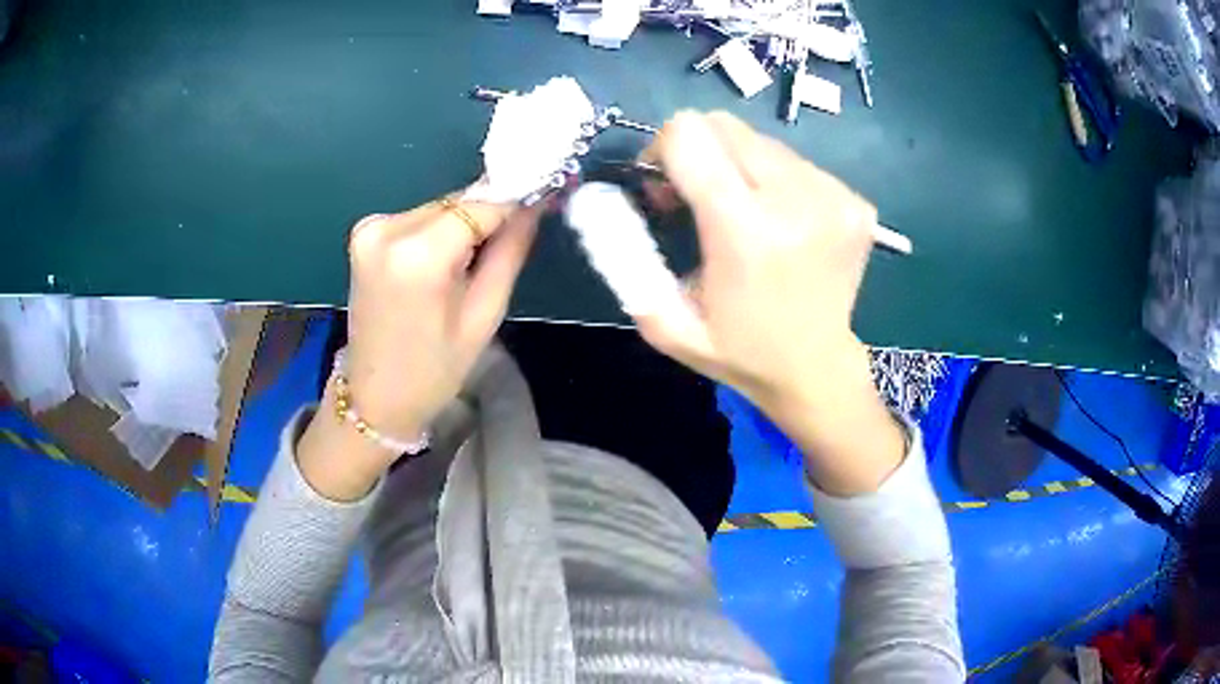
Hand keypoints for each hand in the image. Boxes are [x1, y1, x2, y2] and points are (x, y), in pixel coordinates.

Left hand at [298, 189, 539, 499]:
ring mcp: (370, 229)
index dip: (516, 198)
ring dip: (464, 222)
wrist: (375, 397)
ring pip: (439, 207)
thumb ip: (510, 250)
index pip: (481, 204)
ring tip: (476, 259)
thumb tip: (535, 204)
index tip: (546, 195)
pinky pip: (418, 218)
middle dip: (490, 212)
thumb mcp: (484, 314)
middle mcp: (387, 228)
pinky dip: (439, 230)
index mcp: (418, 254)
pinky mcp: (364, 234)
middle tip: (518, 230)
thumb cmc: (435, 370)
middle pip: (458, 202)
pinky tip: (446, 261)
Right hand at [636, 111, 903, 494]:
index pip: (690, 135)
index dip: (663, 149)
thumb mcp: (665, 323)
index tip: (664, 184)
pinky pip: (796, 162)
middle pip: (725, 126)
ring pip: (761, 141)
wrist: (816, 370)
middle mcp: (797, 202)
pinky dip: (776, 182)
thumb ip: (626, 260)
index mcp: (745, 233)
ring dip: (739, 167)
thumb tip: (604, 202)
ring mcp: (834, 198)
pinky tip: (780, 223)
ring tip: (743, 214)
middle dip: (699, 151)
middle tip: (697, 197)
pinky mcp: (856, 202)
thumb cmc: (738, 351)